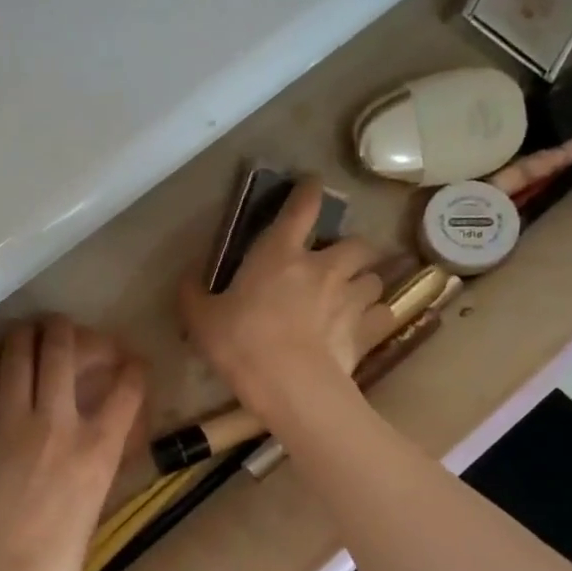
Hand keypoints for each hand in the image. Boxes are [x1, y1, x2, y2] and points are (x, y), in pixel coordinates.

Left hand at [0, 317, 145, 570]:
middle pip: (63, 350)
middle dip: (70, 330)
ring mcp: (11, 423)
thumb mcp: (94, 505)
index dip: (133, 366)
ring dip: (28, 334)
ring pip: (18, 354)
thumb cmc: (55, 561)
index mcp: (96, 450)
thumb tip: (99, 437)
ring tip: (31, 332)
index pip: (126, 387)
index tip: (131, 362)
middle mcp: (56, 424)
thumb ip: (97, 462)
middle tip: (68, 330)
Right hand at [180, 179, 397, 418]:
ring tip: (353, 296)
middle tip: (338, 262)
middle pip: (355, 242)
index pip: (300, 208)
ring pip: (374, 277)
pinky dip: (376, 317)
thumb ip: (193, 296)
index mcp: (279, 254)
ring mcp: (351, 297)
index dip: (308, 191)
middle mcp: (323, 266)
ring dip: (364, 282)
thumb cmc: (242, 345)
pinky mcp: (369, 329)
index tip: (313, 183)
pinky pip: (383, 314)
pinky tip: (366, 326)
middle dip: (350, 248)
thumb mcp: (202, 320)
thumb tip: (188, 279)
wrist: (291, 386)